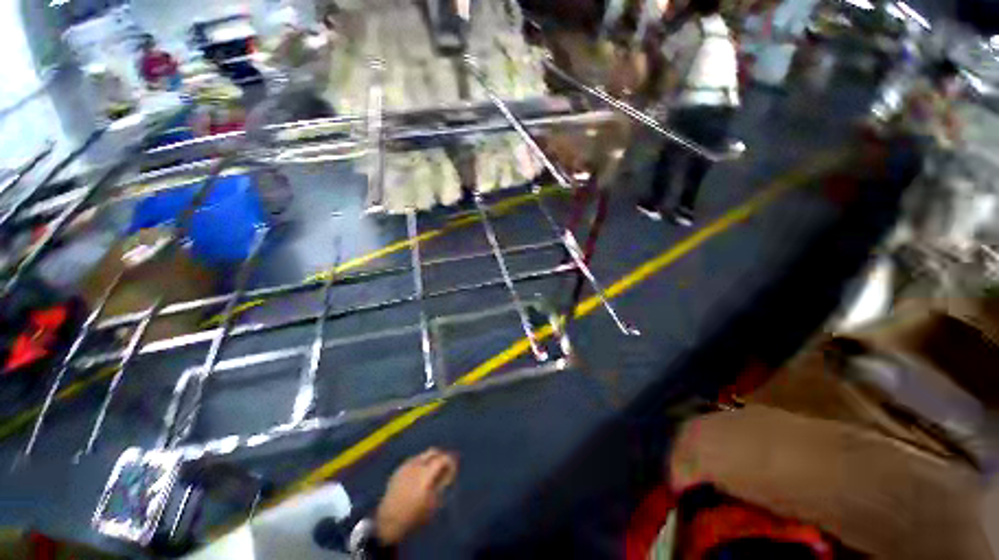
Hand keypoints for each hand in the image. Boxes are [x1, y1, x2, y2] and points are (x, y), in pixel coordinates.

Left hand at [374, 448, 457, 544]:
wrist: (388, 521)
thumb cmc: (414, 515)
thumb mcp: (434, 503)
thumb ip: (443, 484)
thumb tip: (449, 473)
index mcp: (426, 472)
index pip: (443, 458)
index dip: (450, 462)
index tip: (453, 470)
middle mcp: (416, 464)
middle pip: (433, 451)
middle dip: (440, 456)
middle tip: (444, 468)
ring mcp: (406, 465)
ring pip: (422, 455)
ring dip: (430, 460)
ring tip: (431, 472)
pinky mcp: (398, 469)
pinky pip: (413, 460)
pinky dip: (419, 464)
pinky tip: (418, 476)